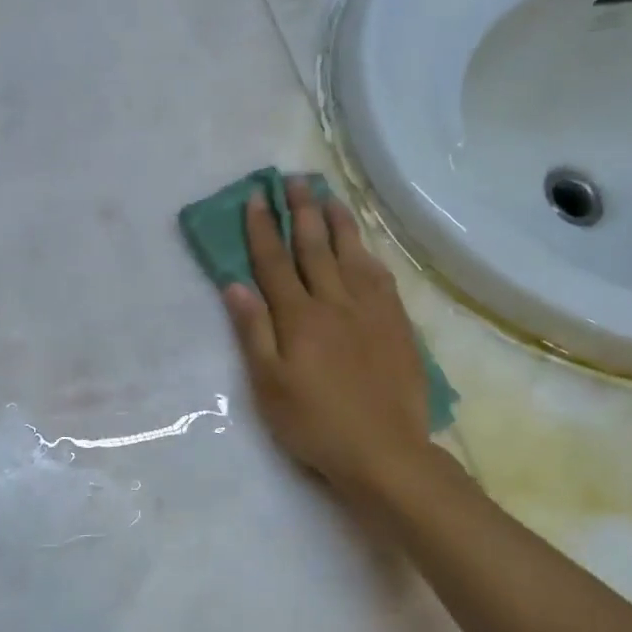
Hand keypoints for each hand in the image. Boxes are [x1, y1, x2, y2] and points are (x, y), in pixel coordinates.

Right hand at [223, 178, 430, 495]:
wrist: (384, 452)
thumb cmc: (315, 424)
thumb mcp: (269, 385)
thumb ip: (253, 332)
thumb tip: (235, 285)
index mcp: (299, 317)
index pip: (275, 262)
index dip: (262, 229)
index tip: (255, 198)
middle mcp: (335, 303)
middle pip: (314, 248)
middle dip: (301, 211)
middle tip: (294, 179)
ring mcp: (370, 311)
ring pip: (351, 255)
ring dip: (338, 222)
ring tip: (329, 196)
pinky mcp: (396, 325)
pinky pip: (381, 277)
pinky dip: (369, 254)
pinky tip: (365, 246)